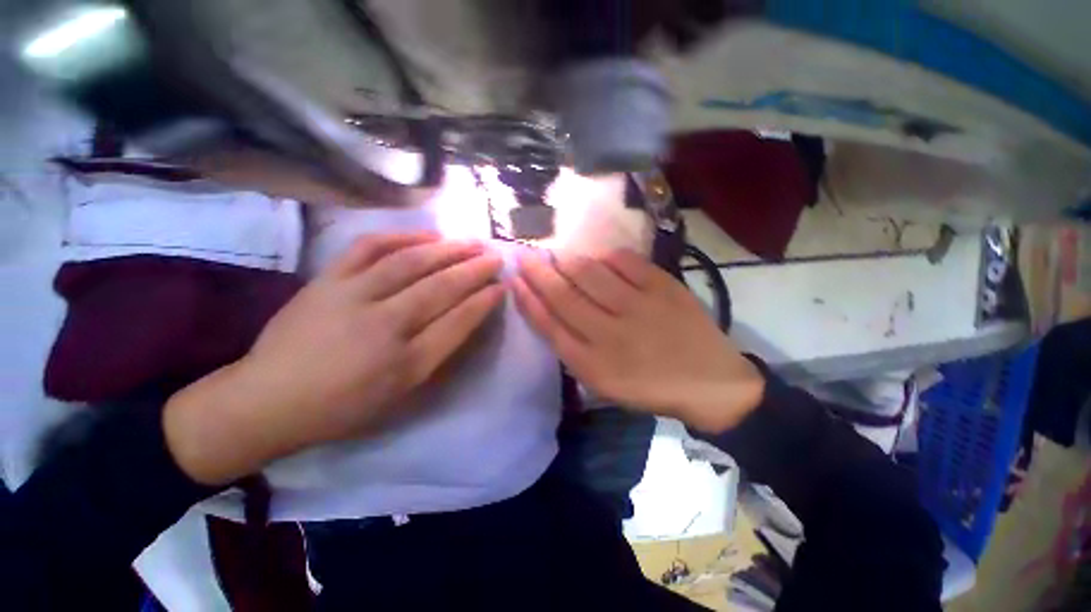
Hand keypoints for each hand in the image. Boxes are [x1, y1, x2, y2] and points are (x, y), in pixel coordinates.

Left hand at [165, 233, 504, 484]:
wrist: (267, 399)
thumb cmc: (342, 407)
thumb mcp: (400, 396)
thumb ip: (436, 357)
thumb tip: (464, 321)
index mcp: (405, 364)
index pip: (458, 322)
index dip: (483, 302)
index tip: (502, 286)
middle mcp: (383, 326)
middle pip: (440, 288)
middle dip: (475, 270)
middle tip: (495, 257)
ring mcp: (352, 297)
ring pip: (411, 263)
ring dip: (448, 250)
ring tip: (471, 242)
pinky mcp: (327, 280)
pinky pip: (369, 247)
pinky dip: (402, 237)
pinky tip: (427, 235)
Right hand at [512, 249, 763, 433]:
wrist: (711, 383)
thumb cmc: (650, 387)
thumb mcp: (604, 382)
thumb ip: (574, 350)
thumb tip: (550, 311)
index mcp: (593, 363)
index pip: (548, 324)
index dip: (528, 300)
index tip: (514, 280)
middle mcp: (610, 333)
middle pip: (563, 295)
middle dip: (538, 272)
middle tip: (524, 254)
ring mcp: (639, 306)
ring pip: (590, 273)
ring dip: (567, 260)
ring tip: (556, 254)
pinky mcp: (664, 288)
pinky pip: (626, 262)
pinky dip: (606, 256)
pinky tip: (598, 256)